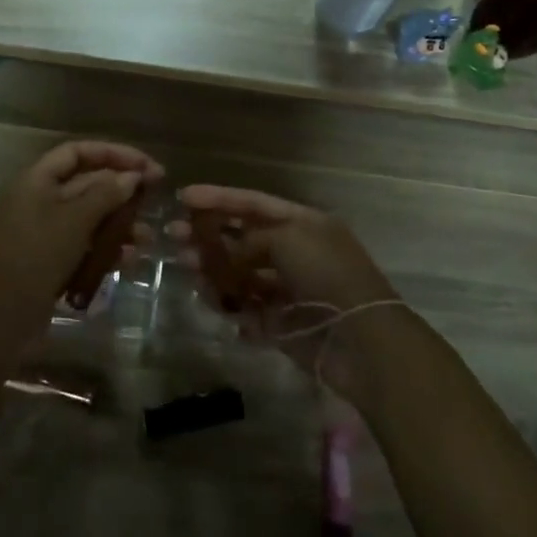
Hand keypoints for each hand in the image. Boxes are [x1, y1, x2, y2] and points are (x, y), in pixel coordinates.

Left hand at [0, 141, 164, 327]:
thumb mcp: (76, 220)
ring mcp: (43, 231)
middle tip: (156, 196)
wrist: (2, 316)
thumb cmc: (37, 255)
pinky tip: (129, 259)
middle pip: (86, 183)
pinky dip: (106, 248)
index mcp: (36, 180)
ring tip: (146, 236)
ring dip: (119, 223)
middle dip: (121, 190)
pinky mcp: (50, 259)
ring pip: (88, 217)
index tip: (146, 165)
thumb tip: (132, 176)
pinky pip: (83, 244)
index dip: (114, 153)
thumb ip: (106, 193)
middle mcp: (38, 199)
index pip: (78, 152)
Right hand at [170, 185, 401, 394]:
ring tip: (186, 268)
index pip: (254, 203)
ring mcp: (289, 290)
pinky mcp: (283, 326)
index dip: (219, 198)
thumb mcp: (289, 239)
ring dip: (214, 270)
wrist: (362, 340)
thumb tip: (230, 254)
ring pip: (241, 275)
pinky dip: (230, 306)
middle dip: (209, 235)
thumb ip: (251, 239)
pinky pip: (248, 311)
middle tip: (174, 236)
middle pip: (243, 239)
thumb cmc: (327, 274)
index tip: (183, 197)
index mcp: (303, 224)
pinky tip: (213, 302)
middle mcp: (296, 252)